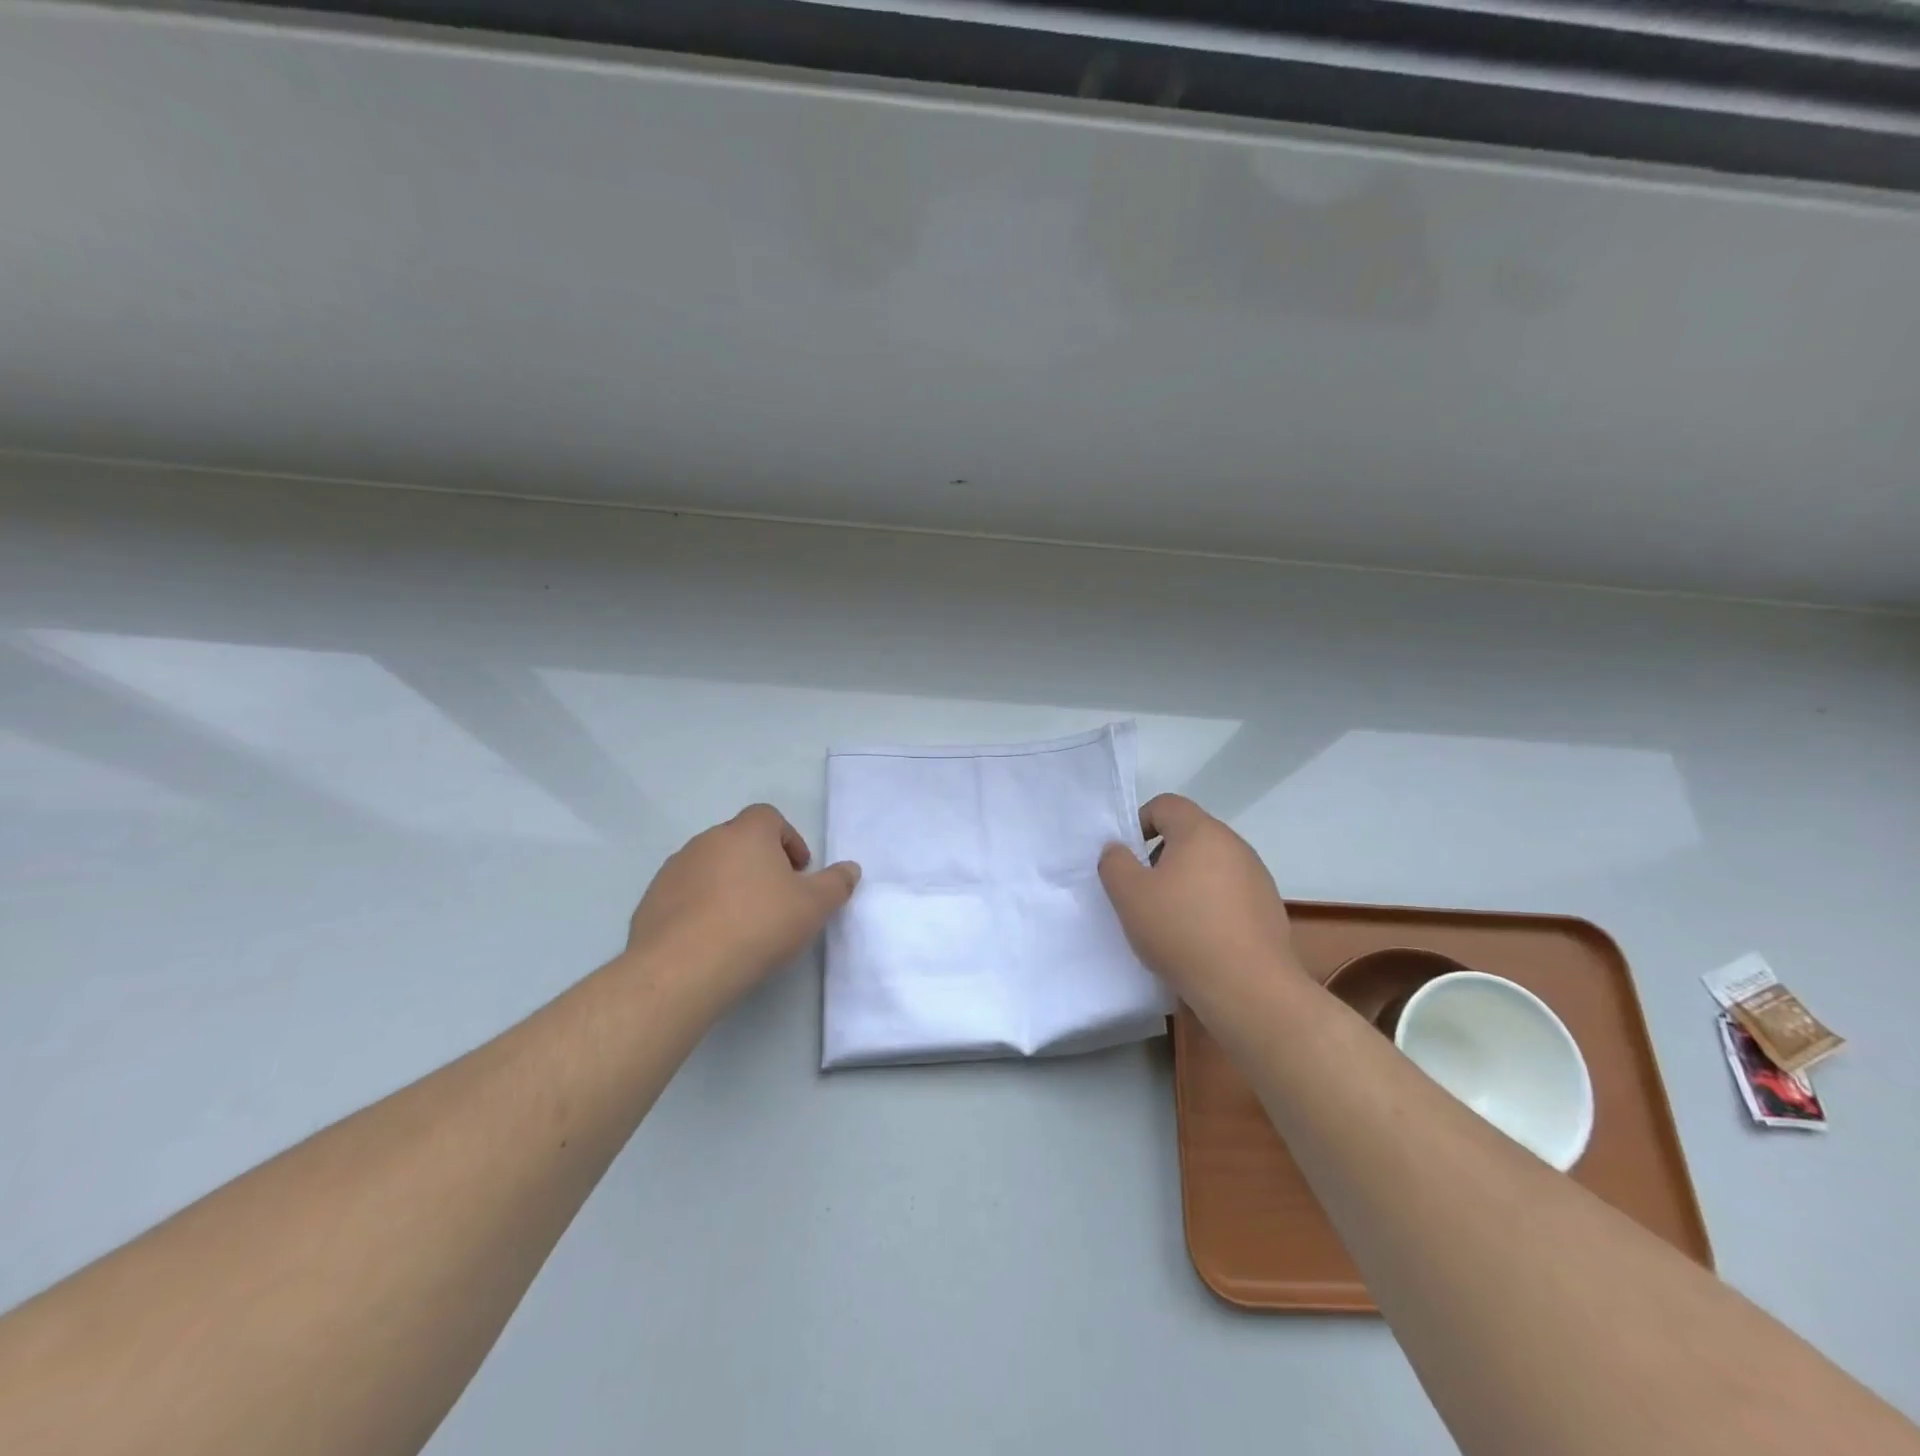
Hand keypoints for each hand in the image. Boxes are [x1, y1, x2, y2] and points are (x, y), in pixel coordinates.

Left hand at [626, 804, 859, 1010]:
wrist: (683, 968)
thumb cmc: (758, 925)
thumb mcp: (814, 907)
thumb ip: (836, 884)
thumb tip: (851, 868)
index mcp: (746, 833)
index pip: (769, 817)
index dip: (788, 840)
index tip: (799, 872)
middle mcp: (707, 841)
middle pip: (739, 841)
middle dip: (760, 863)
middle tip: (776, 898)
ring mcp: (674, 870)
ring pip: (710, 867)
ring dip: (728, 884)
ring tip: (743, 923)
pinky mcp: (651, 901)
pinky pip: (685, 895)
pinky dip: (701, 907)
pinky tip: (712, 940)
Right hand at [1098, 794, 1302, 999]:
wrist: (1249, 988)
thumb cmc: (1182, 931)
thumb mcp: (1129, 895)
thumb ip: (1114, 863)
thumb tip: (1119, 850)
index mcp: (1201, 832)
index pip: (1166, 804)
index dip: (1139, 822)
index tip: (1128, 858)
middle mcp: (1235, 845)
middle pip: (1189, 834)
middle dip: (1161, 856)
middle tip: (1143, 891)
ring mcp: (1257, 877)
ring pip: (1210, 866)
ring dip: (1187, 882)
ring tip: (1170, 920)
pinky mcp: (1269, 908)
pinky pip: (1230, 894)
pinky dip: (1210, 905)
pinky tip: (1199, 939)